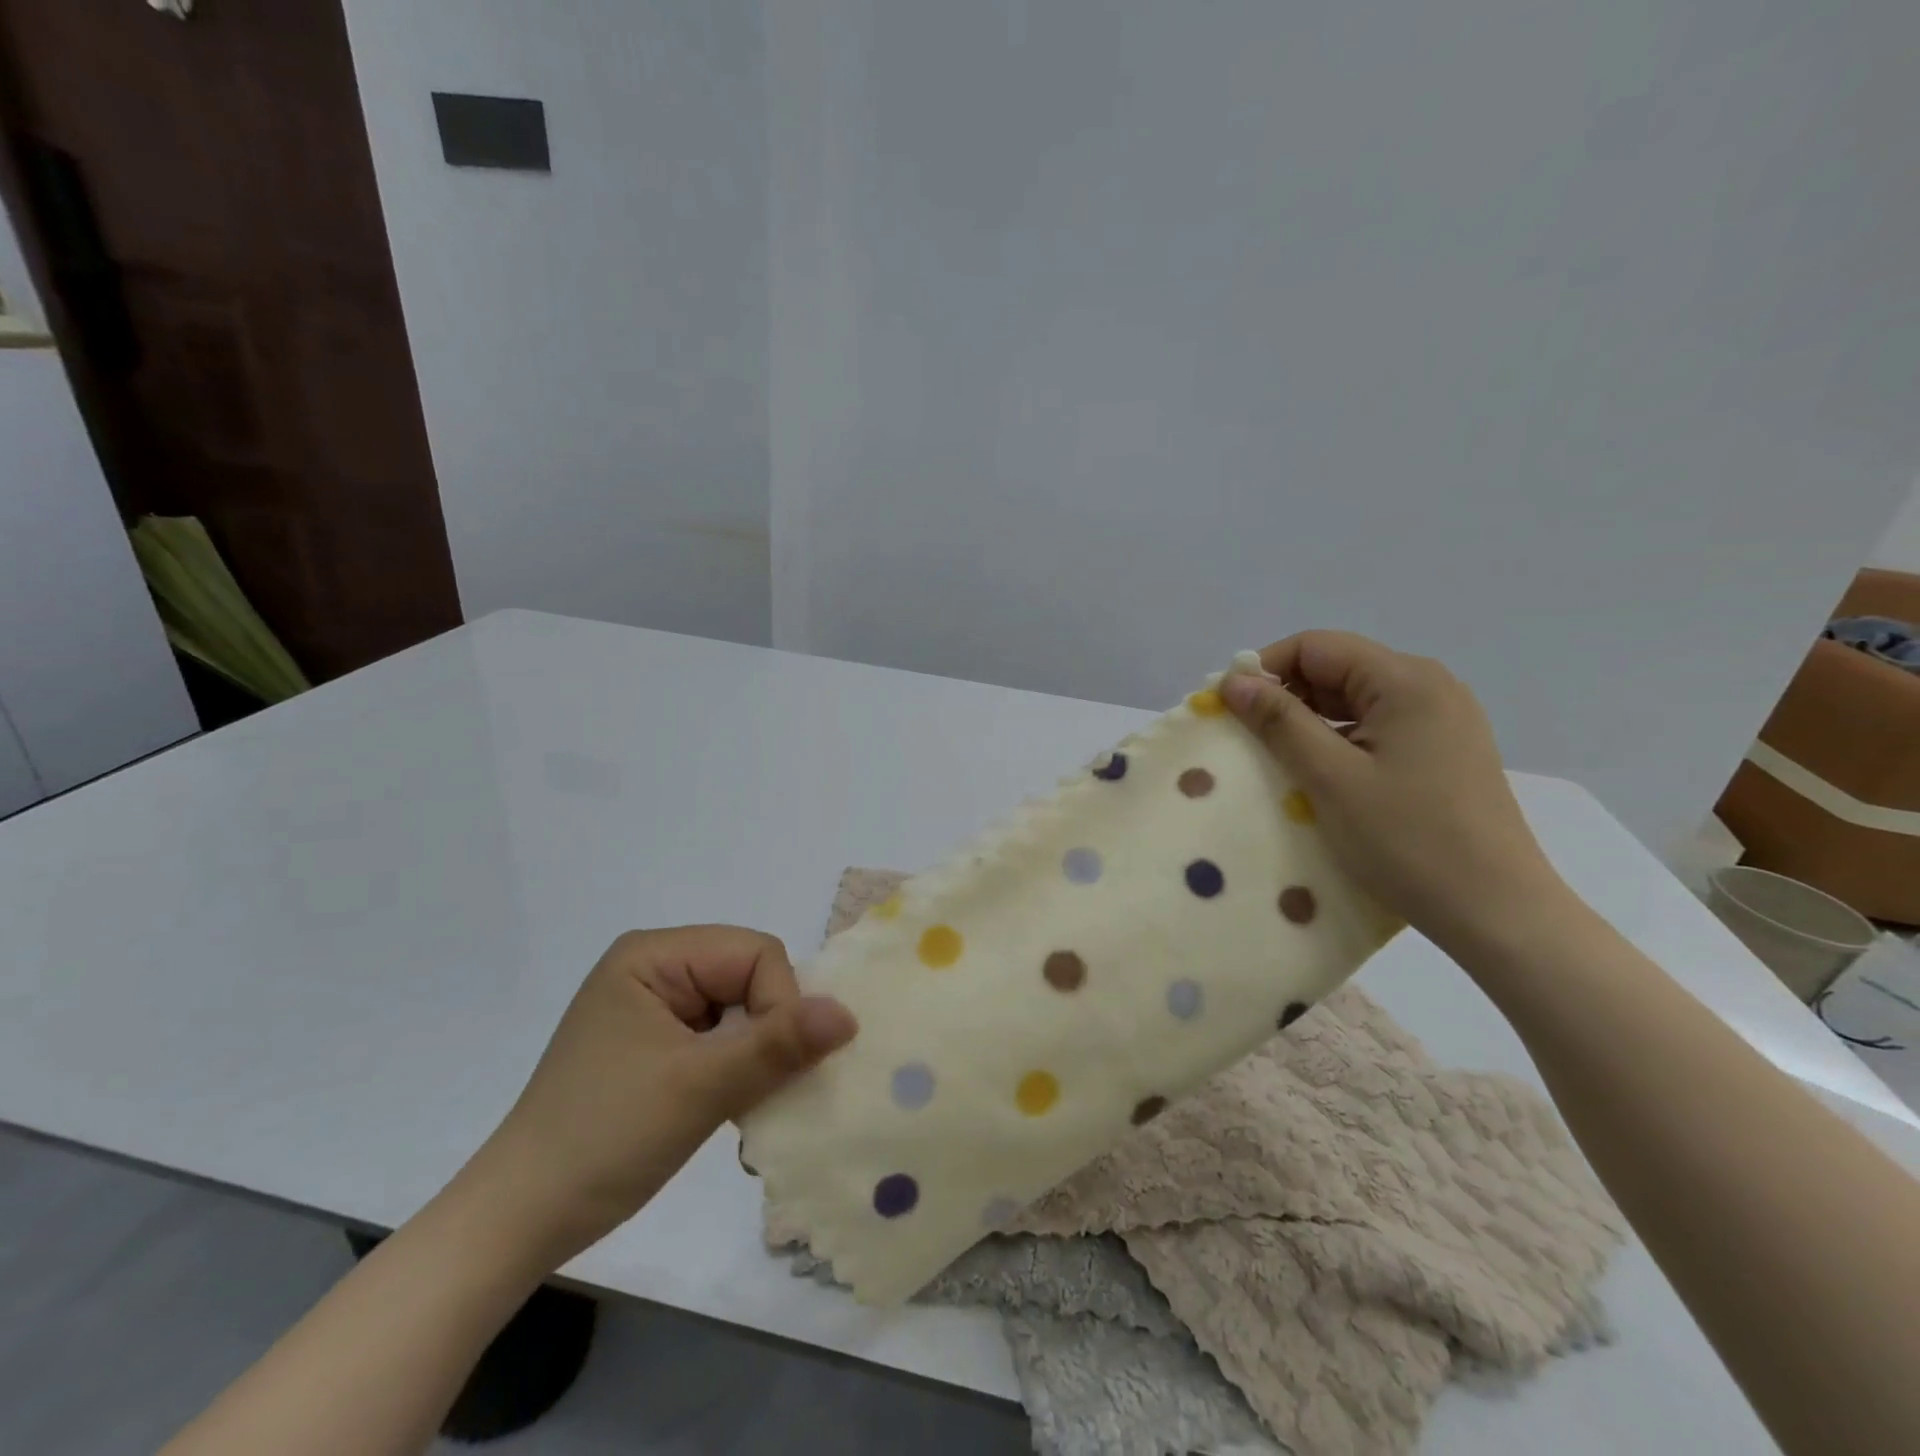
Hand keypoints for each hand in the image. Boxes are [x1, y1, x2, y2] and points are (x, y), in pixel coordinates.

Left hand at [469, 926, 856, 1260]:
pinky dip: (737, 1071)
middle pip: (750, 978)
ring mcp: (654, 1007)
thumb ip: (778, 1044)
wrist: (518, 1223)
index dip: (778, 1003)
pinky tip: (734, 1110)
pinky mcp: (656, 1044)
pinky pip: (720, 1038)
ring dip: (756, 1057)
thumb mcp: (700, 1088)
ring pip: (741, 1011)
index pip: (754, 954)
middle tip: (765, 1092)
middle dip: (768, 1032)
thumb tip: (849, 1013)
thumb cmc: (604, 1139)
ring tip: (750, 1108)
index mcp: (654, 955)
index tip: (769, 1068)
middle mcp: (655, 968)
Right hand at [1222, 631, 1567, 951]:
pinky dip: (1339, 742)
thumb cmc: (1407, 840)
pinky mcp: (1443, 751)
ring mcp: (1441, 720)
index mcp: (1406, 680)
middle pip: (1336, 668)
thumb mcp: (1331, 777)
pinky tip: (1319, 776)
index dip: (1264, 669)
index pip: (1316, 646)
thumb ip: (1280, 721)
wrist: (1497, 912)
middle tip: (1245, 737)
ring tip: (1276, 760)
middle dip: (1285, 696)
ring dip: (1309, 722)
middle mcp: (1429, 686)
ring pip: (1354, 701)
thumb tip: (1234, 681)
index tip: (1227, 707)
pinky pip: (1376, 729)